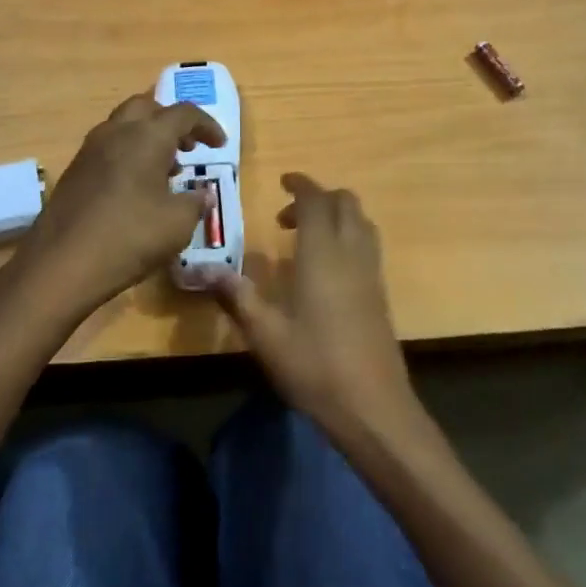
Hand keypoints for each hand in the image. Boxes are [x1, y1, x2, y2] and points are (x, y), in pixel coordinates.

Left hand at [12, 93, 224, 316]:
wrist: (62, 264)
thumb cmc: (130, 237)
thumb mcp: (178, 224)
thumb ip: (195, 203)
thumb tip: (202, 194)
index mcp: (147, 136)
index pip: (184, 113)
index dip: (206, 125)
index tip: (219, 145)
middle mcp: (116, 132)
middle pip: (146, 107)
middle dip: (170, 121)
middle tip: (187, 147)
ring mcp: (89, 151)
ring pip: (123, 126)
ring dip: (147, 138)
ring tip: (164, 171)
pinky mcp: (73, 172)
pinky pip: (107, 149)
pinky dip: (127, 156)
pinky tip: (135, 190)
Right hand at [211, 174, 419, 439]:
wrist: (372, 405)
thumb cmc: (314, 365)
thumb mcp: (265, 333)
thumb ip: (237, 296)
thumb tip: (205, 269)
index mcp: (323, 254)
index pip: (317, 200)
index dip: (301, 184)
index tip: (283, 181)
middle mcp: (352, 253)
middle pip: (346, 202)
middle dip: (319, 198)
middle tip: (286, 216)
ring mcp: (371, 273)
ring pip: (361, 222)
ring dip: (336, 216)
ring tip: (304, 238)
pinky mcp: (380, 293)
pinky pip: (367, 245)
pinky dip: (347, 237)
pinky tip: (324, 269)